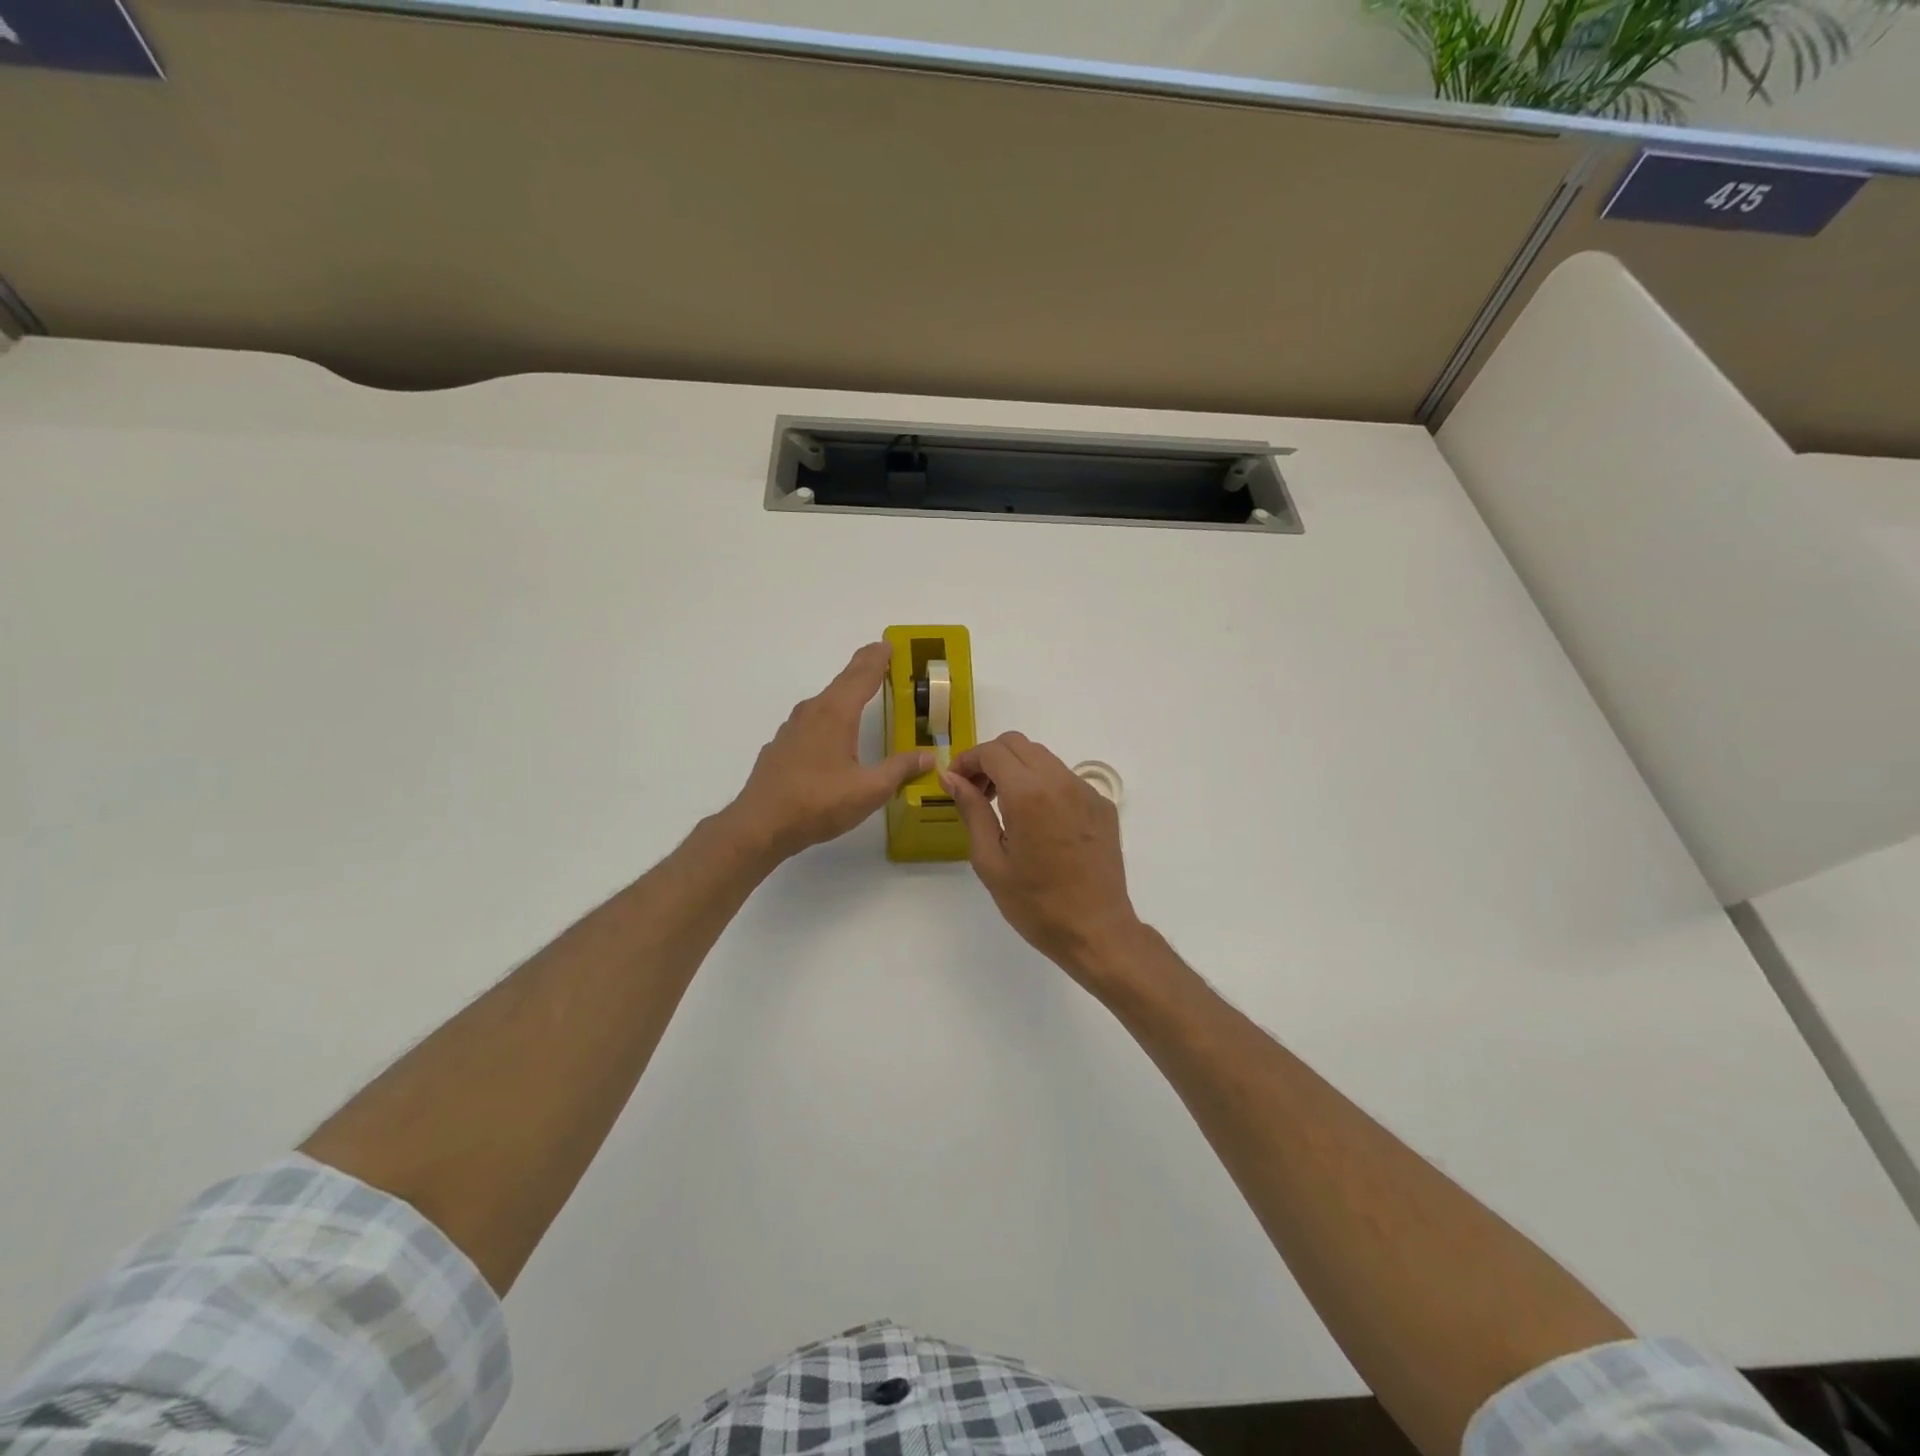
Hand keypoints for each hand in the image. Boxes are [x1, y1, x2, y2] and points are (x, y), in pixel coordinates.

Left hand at [728, 642, 931, 862]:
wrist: (760, 825)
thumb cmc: (818, 803)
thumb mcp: (869, 790)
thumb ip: (900, 770)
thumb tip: (929, 756)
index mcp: (836, 714)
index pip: (862, 676)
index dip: (878, 659)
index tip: (889, 644)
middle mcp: (813, 712)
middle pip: (842, 682)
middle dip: (863, 669)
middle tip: (880, 658)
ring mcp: (792, 728)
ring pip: (825, 701)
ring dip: (844, 692)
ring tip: (861, 693)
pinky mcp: (782, 746)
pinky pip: (812, 720)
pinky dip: (829, 715)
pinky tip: (832, 733)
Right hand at [942, 732, 1145, 983]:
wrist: (1097, 931)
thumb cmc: (1036, 904)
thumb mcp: (990, 861)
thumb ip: (972, 811)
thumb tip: (952, 777)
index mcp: (1029, 794)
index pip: (992, 751)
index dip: (967, 760)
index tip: (955, 782)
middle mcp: (1060, 781)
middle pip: (1018, 744)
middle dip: (991, 760)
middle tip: (977, 794)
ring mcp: (1086, 791)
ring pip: (1043, 758)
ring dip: (1017, 769)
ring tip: (1005, 808)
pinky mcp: (1102, 805)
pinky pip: (1065, 779)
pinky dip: (1043, 785)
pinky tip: (1038, 822)